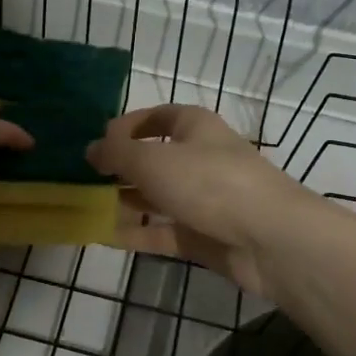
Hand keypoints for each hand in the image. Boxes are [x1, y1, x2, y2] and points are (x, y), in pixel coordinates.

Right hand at [87, 104, 310, 296]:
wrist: (270, 239)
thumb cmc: (209, 182)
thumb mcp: (153, 160)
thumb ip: (117, 154)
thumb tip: (90, 149)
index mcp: (194, 127)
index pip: (157, 116)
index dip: (127, 125)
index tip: (97, 142)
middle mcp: (200, 158)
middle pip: (155, 158)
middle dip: (121, 168)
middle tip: (85, 180)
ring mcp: (204, 199)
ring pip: (157, 197)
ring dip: (126, 201)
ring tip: (88, 207)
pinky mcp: (204, 235)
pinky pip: (163, 231)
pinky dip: (137, 233)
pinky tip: (104, 236)